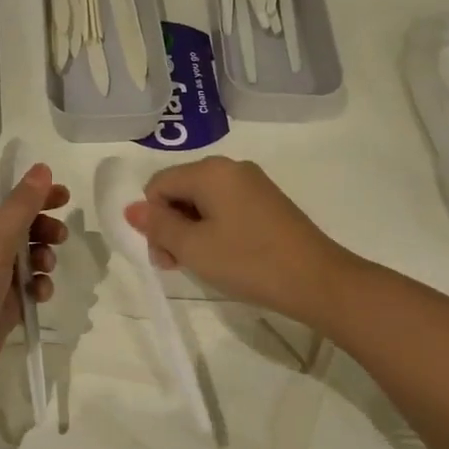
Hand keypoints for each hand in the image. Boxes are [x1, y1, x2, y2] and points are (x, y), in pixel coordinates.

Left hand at [0, 165, 69, 407]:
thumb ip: (21, 207)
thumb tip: (42, 168)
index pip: (5, 200)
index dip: (35, 195)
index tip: (67, 197)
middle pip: (17, 229)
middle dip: (42, 229)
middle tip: (60, 237)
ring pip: (24, 261)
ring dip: (41, 259)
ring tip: (46, 268)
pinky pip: (24, 292)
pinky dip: (37, 290)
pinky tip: (41, 296)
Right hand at [125, 156, 353, 326]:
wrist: (317, 280)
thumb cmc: (249, 261)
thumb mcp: (194, 248)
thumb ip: (159, 226)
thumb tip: (131, 208)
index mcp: (211, 171)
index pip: (158, 184)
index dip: (152, 219)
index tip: (165, 257)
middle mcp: (231, 168)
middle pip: (180, 190)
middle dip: (171, 226)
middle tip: (178, 265)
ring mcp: (253, 184)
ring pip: (202, 201)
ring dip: (191, 231)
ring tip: (202, 265)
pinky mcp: (267, 202)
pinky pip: (226, 208)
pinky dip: (214, 230)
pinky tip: (224, 256)